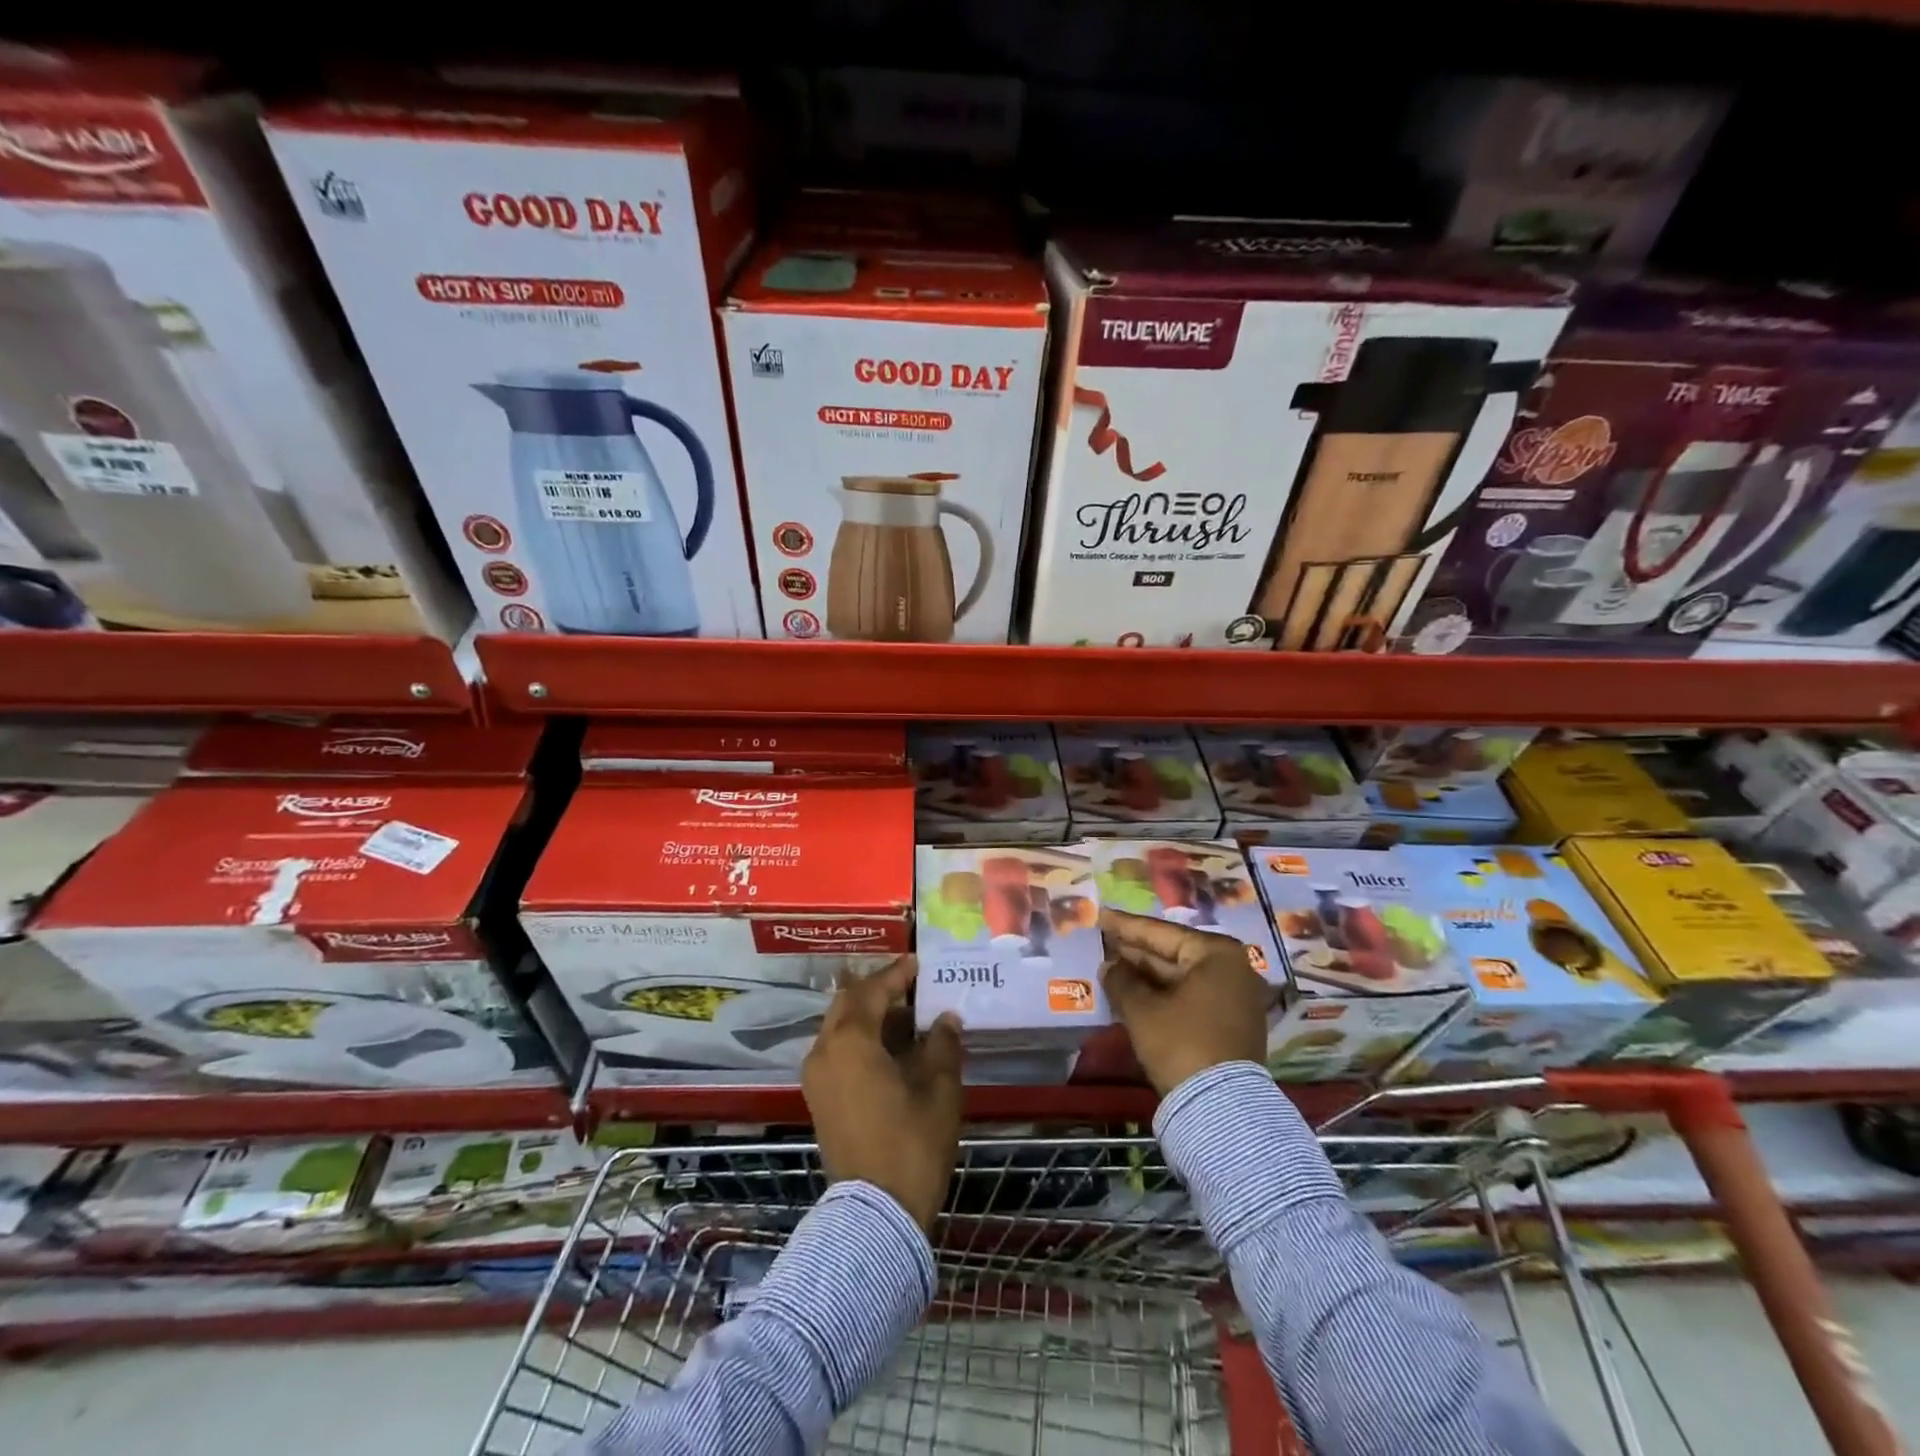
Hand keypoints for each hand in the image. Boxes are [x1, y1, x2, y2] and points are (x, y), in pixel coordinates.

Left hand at [802, 956, 962, 1229]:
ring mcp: (817, 1077)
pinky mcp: (819, 1099)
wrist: (875, 1215)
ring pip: (840, 1027)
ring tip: (908, 1016)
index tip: (918, 962)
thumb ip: (942, 1045)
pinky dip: (861, 1039)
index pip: (873, 991)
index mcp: (850, 1041)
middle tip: (910, 985)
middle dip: (878, 990)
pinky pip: (837, 1051)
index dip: (897, 974)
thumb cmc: (911, 1144)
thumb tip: (945, 1019)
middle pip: (848, 1003)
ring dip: (870, 1016)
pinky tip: (892, 1048)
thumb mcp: (939, 1090)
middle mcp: (824, 1051)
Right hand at [1099, 908, 1271, 1096]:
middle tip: (1103, 940)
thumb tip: (1109, 965)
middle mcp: (1232, 969)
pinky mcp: (1231, 1024)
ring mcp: (1234, 998)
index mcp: (1216, 954)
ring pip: (1180, 977)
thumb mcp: (1142, 1009)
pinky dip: (1162, 994)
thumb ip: (1121, 980)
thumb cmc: (1181, 1043)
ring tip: (1111, 964)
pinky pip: (1189, 997)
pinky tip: (1133, 991)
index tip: (1101, 915)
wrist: (1222, 1109)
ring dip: (1146, 974)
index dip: (1126, 926)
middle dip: (1136, 951)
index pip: (1161, 932)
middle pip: (1173, 953)